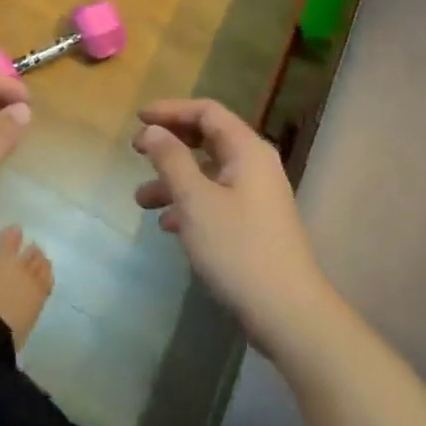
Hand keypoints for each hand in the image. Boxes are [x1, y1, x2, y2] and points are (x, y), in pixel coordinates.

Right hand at [134, 98, 329, 353]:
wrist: (289, 314)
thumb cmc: (238, 248)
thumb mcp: (195, 200)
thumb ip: (171, 159)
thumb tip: (153, 131)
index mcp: (246, 150)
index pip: (207, 111)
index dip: (171, 110)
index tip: (139, 120)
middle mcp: (254, 166)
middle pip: (207, 139)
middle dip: (170, 144)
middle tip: (137, 152)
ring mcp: (256, 196)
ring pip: (207, 173)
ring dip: (174, 180)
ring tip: (142, 201)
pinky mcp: (253, 224)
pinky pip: (215, 199)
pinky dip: (189, 204)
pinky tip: (167, 226)